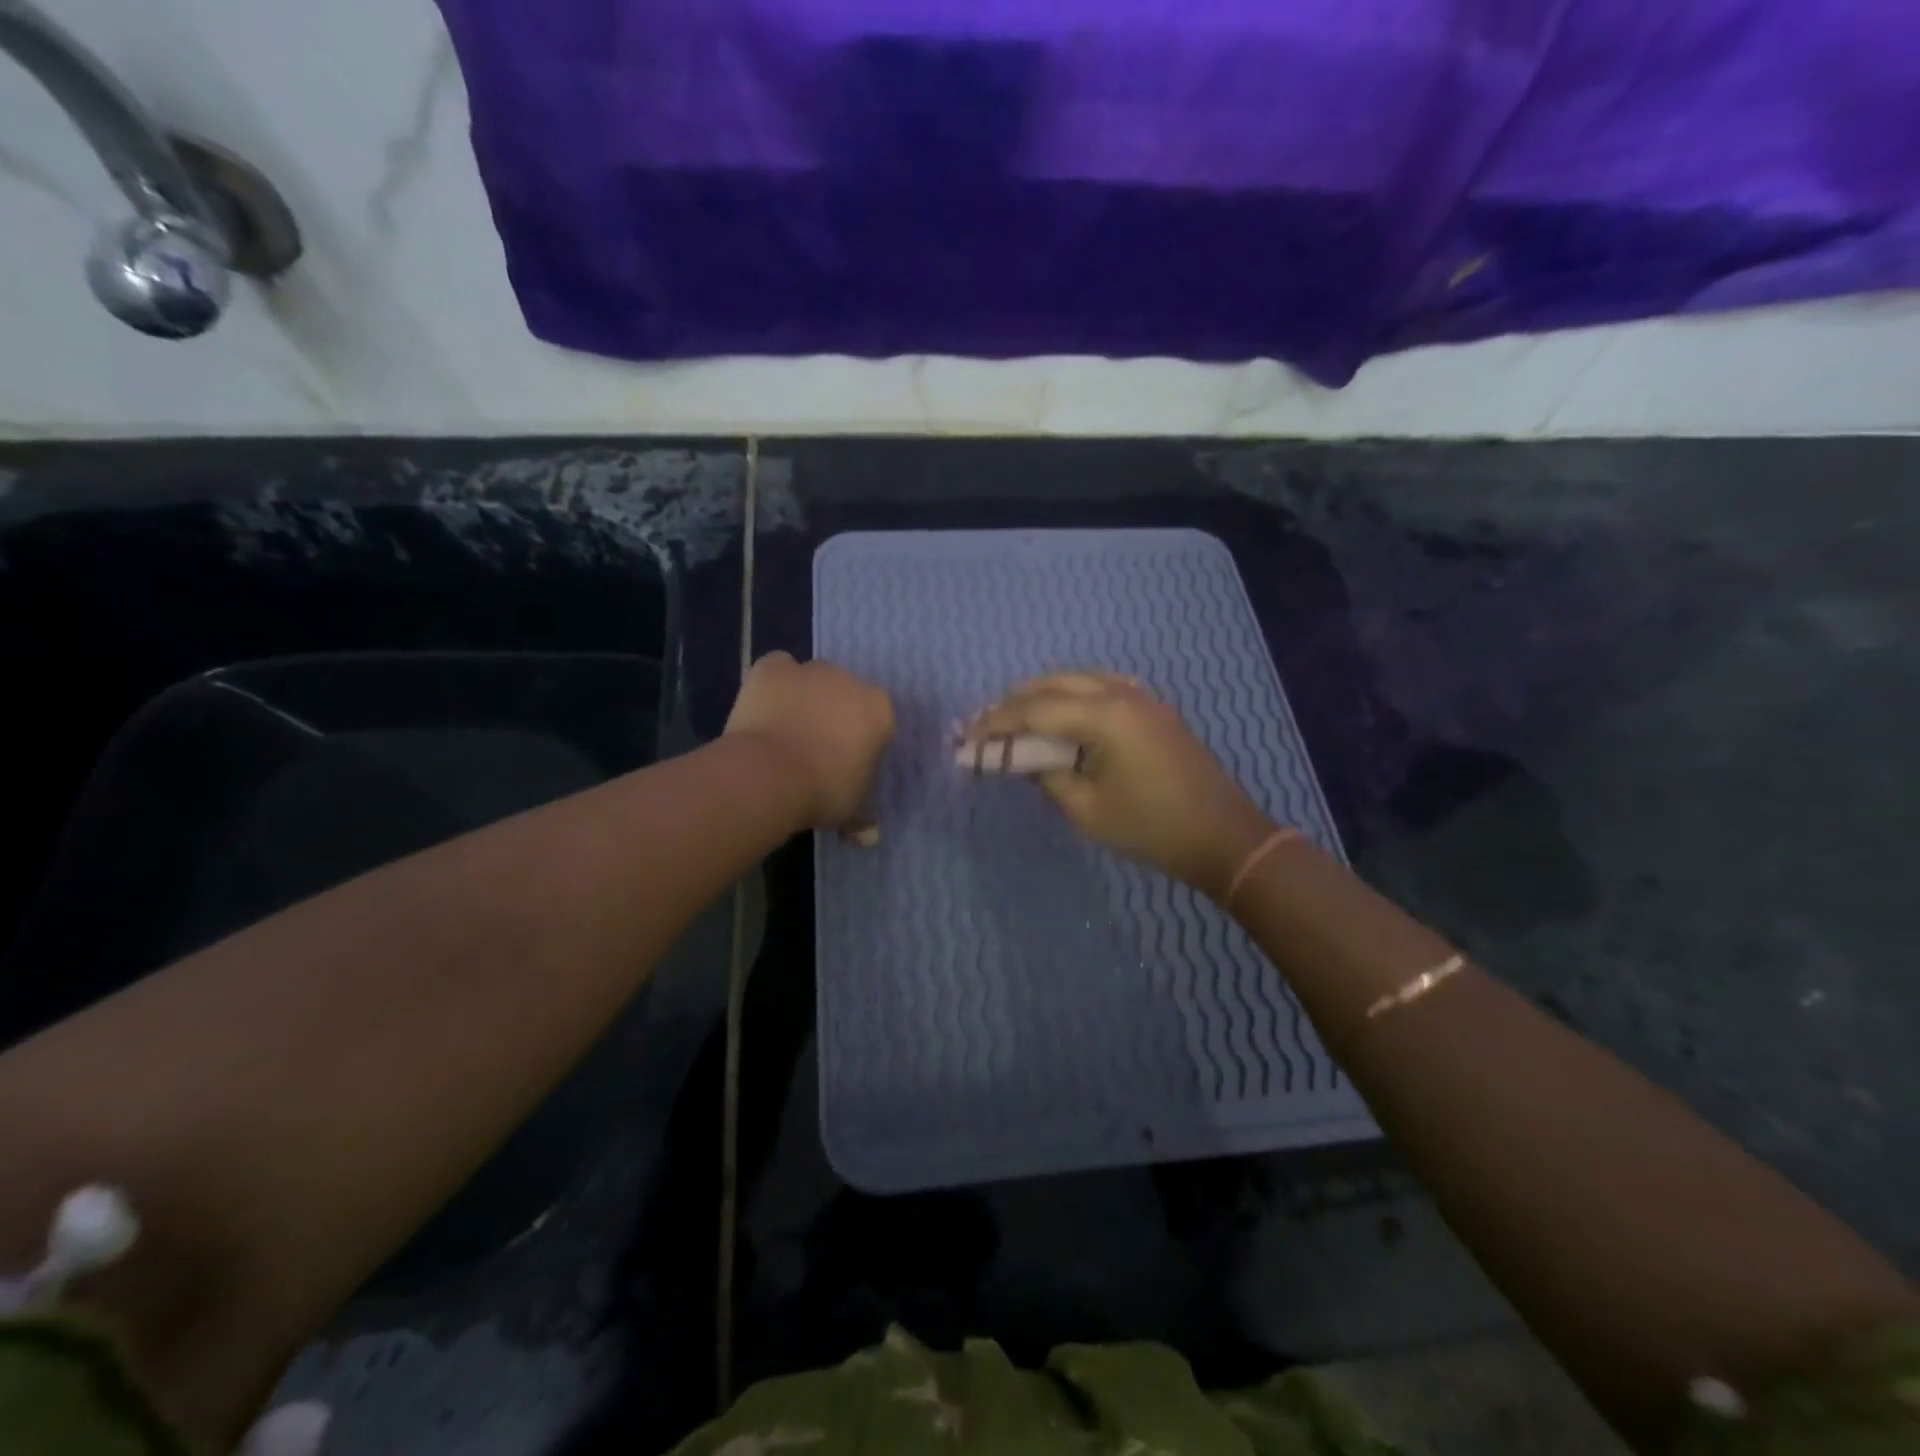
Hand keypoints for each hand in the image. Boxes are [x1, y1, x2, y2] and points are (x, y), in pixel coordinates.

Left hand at [725, 652, 894, 831]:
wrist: (768, 775)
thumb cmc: (823, 792)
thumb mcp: (850, 811)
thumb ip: (863, 818)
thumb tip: (870, 837)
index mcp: (879, 710)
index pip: (879, 720)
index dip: (864, 741)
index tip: (849, 764)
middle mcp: (850, 680)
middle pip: (847, 694)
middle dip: (836, 715)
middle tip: (817, 750)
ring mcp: (810, 670)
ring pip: (814, 679)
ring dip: (807, 697)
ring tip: (788, 731)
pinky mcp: (773, 668)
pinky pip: (779, 668)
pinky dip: (775, 683)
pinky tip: (767, 706)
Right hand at [961, 672, 1273, 896]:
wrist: (1222, 835)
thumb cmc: (1150, 828)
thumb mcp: (1086, 808)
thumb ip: (1045, 775)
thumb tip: (1020, 758)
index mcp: (1103, 715)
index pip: (1033, 709)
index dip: (994, 723)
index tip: (965, 738)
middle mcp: (1120, 692)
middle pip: (1052, 684)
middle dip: (1013, 704)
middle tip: (983, 727)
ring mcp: (1140, 696)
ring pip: (1076, 680)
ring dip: (1040, 696)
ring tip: (1013, 719)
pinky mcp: (1151, 708)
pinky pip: (1099, 687)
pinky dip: (1070, 696)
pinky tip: (1058, 715)